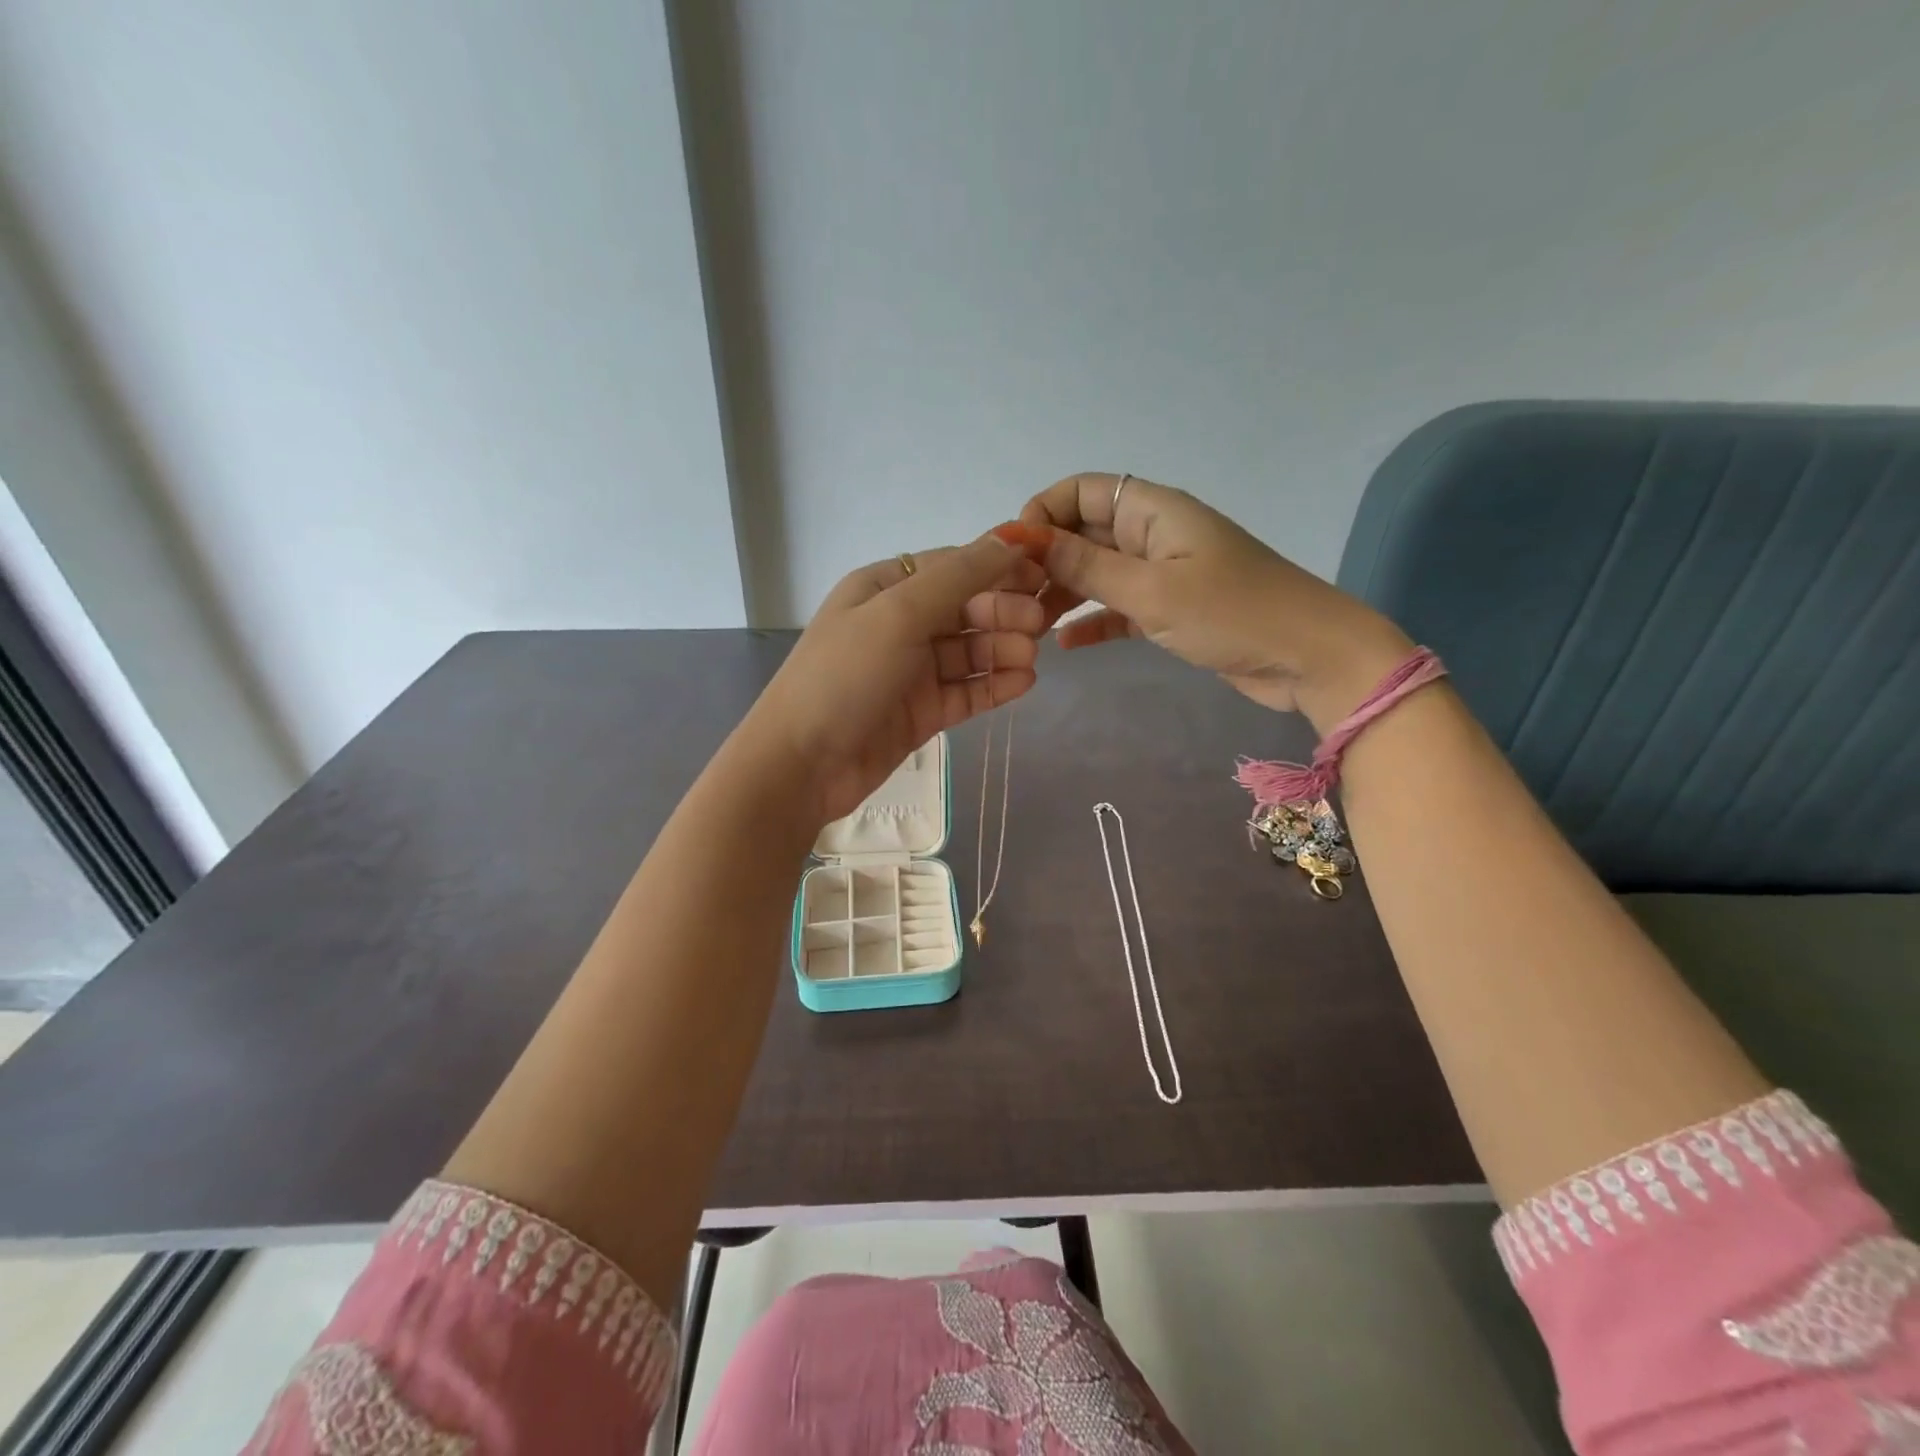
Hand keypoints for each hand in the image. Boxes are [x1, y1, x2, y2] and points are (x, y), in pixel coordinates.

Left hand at [741, 531, 1048, 824]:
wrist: (801, 764)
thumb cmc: (844, 677)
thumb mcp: (898, 613)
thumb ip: (958, 577)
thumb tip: (1010, 539)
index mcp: (884, 589)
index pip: (953, 567)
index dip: (998, 567)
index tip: (1043, 574)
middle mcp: (899, 625)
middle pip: (965, 609)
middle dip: (1003, 612)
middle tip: (1038, 625)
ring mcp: (911, 671)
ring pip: (969, 651)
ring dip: (1002, 650)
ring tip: (1029, 659)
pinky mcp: (921, 713)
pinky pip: (966, 691)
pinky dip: (994, 685)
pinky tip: (1023, 683)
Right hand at [1021, 474, 1410, 728]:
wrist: (1309, 656)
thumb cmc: (1232, 613)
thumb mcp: (1151, 591)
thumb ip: (1087, 566)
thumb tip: (1028, 540)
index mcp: (1154, 511)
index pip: (1084, 491)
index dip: (1044, 512)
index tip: (1014, 553)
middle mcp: (1154, 534)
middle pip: (1085, 532)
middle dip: (1046, 558)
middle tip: (1012, 598)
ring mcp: (1164, 573)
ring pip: (1098, 572)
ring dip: (1064, 592)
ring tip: (1029, 623)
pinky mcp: (1171, 610)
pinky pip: (1119, 607)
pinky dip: (1093, 621)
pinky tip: (1064, 645)